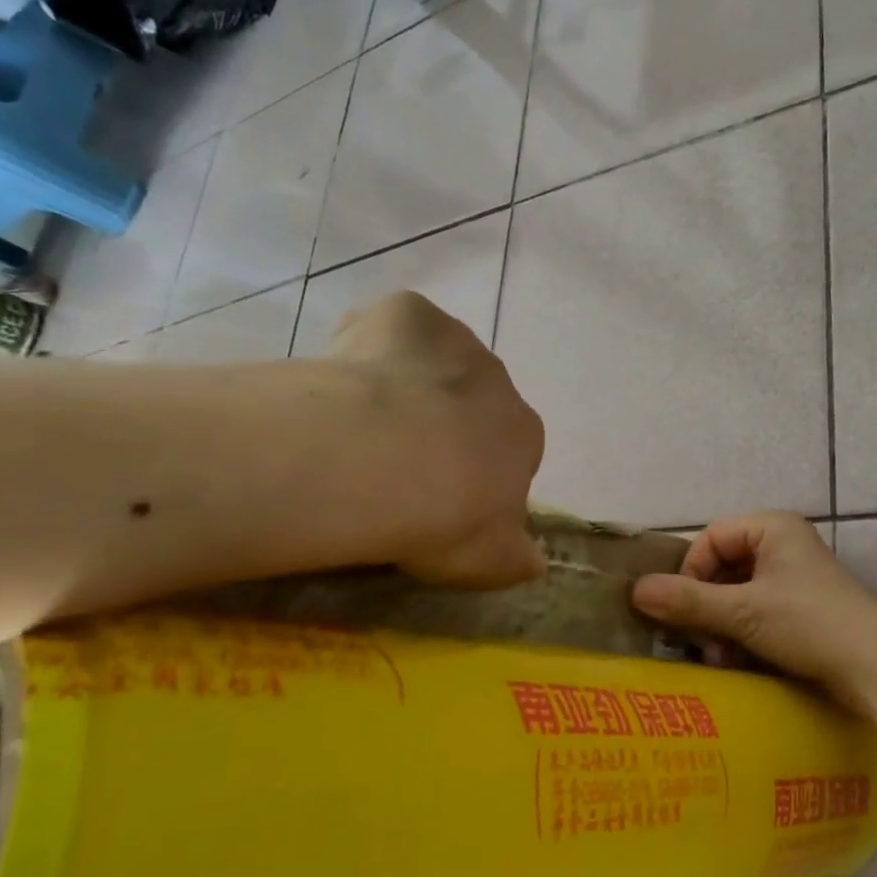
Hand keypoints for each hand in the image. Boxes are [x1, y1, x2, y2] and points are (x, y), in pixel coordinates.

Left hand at [325, 292, 545, 587]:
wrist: (382, 459)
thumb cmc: (443, 516)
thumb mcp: (489, 559)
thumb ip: (516, 558)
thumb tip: (537, 564)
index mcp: (524, 435)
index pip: (511, 450)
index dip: (474, 472)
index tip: (438, 496)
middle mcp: (499, 381)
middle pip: (473, 399)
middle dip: (442, 421)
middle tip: (393, 461)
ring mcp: (455, 341)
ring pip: (433, 359)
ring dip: (409, 381)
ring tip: (360, 421)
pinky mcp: (408, 313)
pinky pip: (388, 326)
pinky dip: (369, 343)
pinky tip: (339, 378)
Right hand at [631, 512, 876, 713]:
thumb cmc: (810, 623)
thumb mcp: (744, 612)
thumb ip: (690, 601)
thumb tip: (635, 590)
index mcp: (772, 528)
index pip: (712, 537)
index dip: (691, 570)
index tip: (682, 609)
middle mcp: (784, 545)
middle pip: (724, 566)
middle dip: (706, 604)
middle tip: (696, 640)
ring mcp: (795, 578)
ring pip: (739, 593)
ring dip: (721, 624)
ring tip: (718, 656)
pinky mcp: (803, 610)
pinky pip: (758, 612)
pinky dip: (742, 634)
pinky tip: (737, 661)